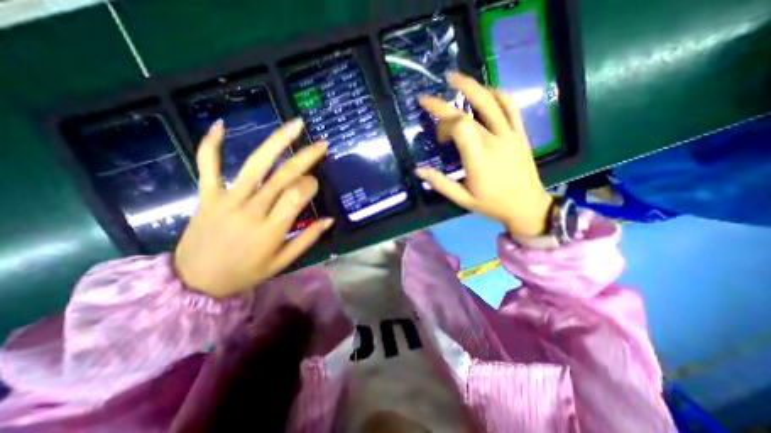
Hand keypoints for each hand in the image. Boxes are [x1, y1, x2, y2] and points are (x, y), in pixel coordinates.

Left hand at [176, 120, 333, 298]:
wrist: (194, 282)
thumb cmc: (244, 273)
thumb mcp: (282, 262)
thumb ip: (307, 239)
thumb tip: (329, 220)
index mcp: (270, 229)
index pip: (296, 196)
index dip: (310, 185)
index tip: (315, 183)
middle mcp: (251, 210)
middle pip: (282, 176)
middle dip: (305, 157)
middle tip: (320, 145)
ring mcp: (226, 199)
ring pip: (254, 165)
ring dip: (276, 142)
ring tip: (294, 125)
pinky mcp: (206, 195)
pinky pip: (208, 165)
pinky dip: (212, 144)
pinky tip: (222, 125)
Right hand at [416, 73, 553, 238]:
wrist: (527, 206)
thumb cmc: (492, 204)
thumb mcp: (462, 199)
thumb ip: (440, 183)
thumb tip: (418, 170)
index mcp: (478, 158)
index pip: (459, 126)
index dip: (443, 124)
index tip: (437, 136)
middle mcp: (494, 141)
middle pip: (467, 114)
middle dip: (444, 107)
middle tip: (427, 100)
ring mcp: (510, 134)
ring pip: (490, 102)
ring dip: (471, 86)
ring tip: (453, 77)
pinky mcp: (520, 134)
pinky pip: (510, 107)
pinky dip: (497, 94)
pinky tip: (485, 90)